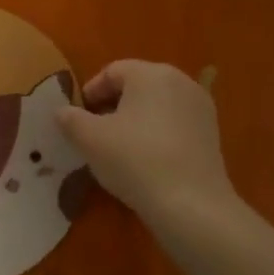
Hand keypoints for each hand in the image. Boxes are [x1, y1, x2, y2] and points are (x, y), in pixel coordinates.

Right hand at [54, 61, 236, 229]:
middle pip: (137, 85)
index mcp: (151, 74)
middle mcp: (181, 82)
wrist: (190, 203)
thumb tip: (62, 112)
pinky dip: (155, 134)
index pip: (112, 71)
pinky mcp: (211, 134)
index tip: (77, 117)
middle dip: (111, 105)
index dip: (90, 92)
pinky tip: (144, 160)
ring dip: (133, 120)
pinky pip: (174, 124)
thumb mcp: (89, 139)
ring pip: (156, 105)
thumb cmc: (134, 160)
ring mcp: (200, 108)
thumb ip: (70, 119)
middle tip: (93, 132)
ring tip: (116, 148)